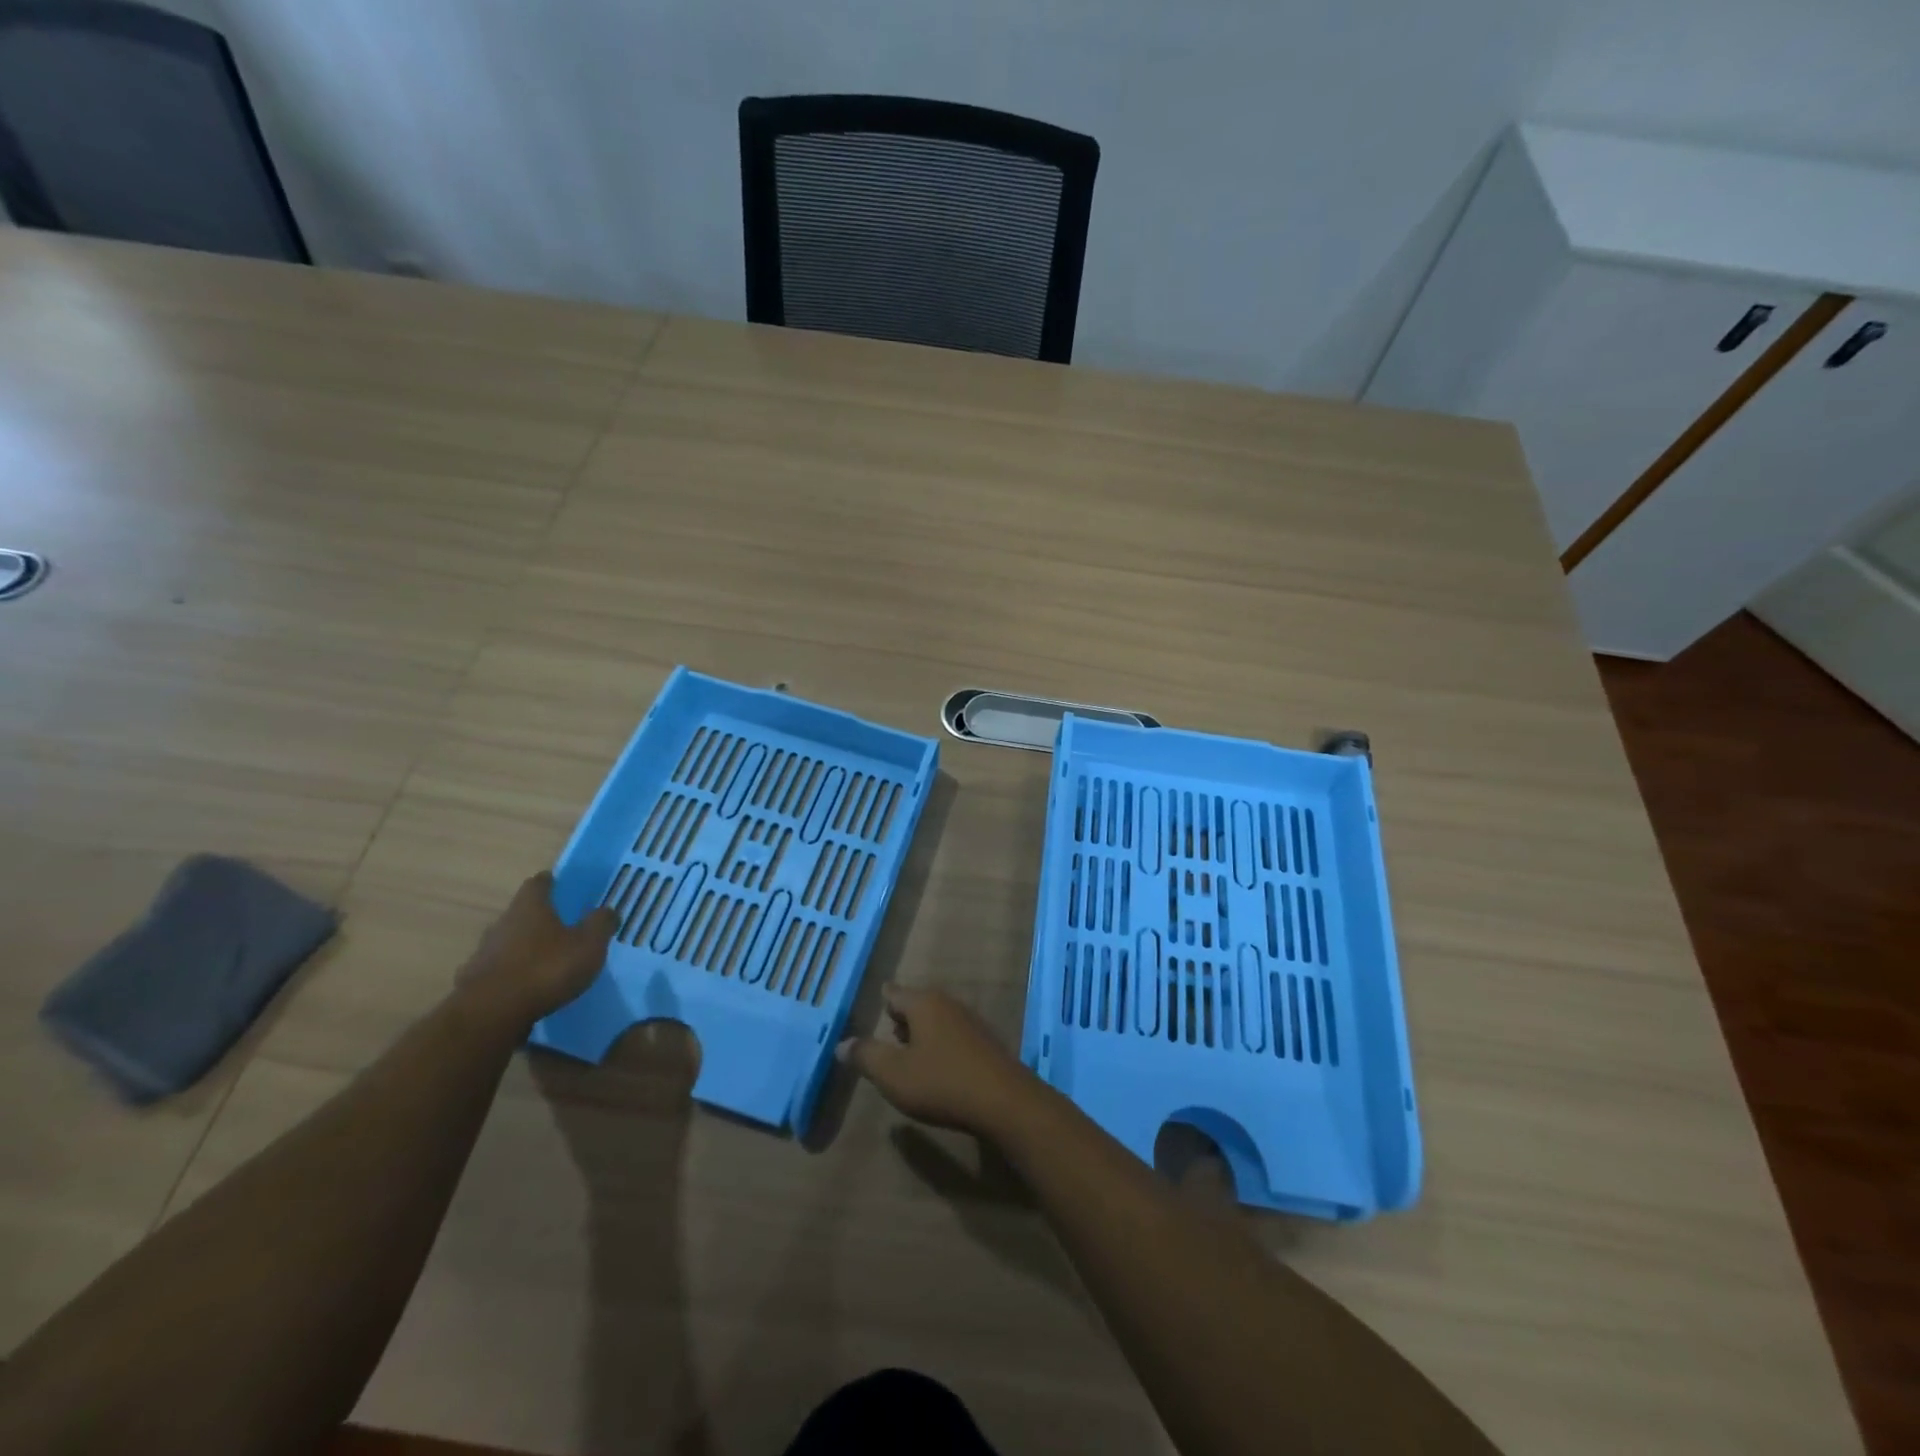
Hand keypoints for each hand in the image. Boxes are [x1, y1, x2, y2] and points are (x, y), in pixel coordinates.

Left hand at [459, 872, 615, 1025]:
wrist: (491, 1014)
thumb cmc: (546, 968)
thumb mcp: (589, 944)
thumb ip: (600, 924)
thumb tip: (608, 910)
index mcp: (530, 907)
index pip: (538, 883)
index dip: (551, 882)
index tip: (562, 886)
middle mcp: (502, 923)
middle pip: (522, 913)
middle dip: (540, 918)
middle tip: (562, 927)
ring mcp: (483, 953)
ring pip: (508, 942)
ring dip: (525, 948)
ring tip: (546, 962)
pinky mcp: (473, 983)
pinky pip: (499, 971)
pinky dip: (513, 974)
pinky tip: (527, 988)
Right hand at [837, 986, 1038, 1138]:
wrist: (1003, 1101)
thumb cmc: (941, 1082)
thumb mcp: (893, 1073)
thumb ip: (866, 1056)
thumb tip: (842, 1043)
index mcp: (923, 1003)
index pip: (895, 993)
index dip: (883, 999)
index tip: (876, 1001)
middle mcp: (948, 1004)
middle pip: (918, 1003)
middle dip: (902, 1017)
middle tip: (888, 1031)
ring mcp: (971, 1021)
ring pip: (938, 1019)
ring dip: (922, 1033)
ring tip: (909, 1051)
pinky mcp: (986, 1043)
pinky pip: (954, 1036)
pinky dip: (941, 1044)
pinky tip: (938, 1067)